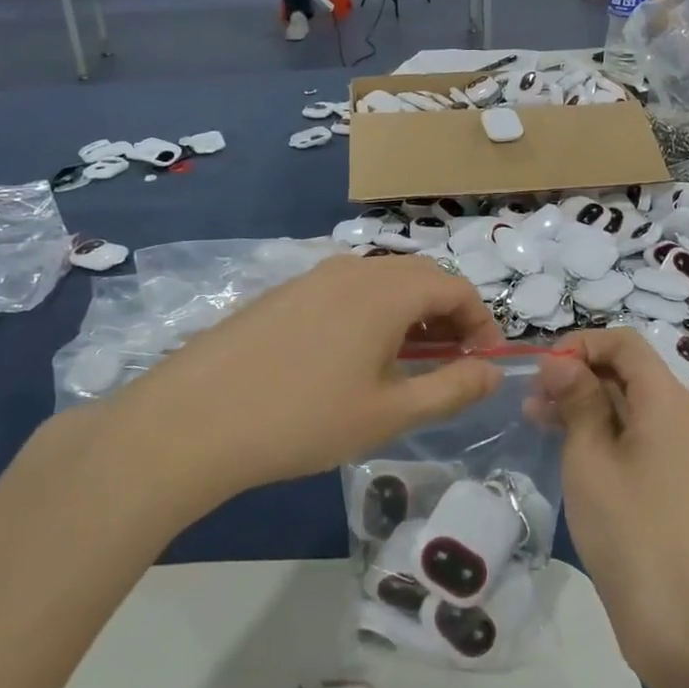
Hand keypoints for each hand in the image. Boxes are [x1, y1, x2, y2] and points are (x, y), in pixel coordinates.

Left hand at [110, 256, 503, 499]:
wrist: (194, 419)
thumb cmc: (303, 419)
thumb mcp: (388, 414)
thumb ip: (451, 389)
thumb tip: (494, 372)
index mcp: (387, 290)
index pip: (456, 288)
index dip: (482, 322)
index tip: (485, 363)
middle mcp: (354, 268)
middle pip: (421, 277)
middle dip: (449, 315)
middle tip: (453, 362)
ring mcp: (314, 276)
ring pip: (382, 282)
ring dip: (410, 314)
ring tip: (408, 362)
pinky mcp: (285, 291)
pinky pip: (347, 290)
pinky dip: (372, 313)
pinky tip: (354, 357)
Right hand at [537, 330, 688, 687]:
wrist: (688, 629)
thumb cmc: (631, 533)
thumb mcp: (590, 458)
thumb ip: (577, 399)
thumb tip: (561, 361)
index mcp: (670, 400)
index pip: (624, 342)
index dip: (579, 344)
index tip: (541, 372)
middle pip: (630, 373)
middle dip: (579, 377)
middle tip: (532, 404)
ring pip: (635, 407)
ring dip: (590, 407)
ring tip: (541, 425)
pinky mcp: (688, 482)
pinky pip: (647, 438)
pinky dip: (610, 435)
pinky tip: (576, 454)